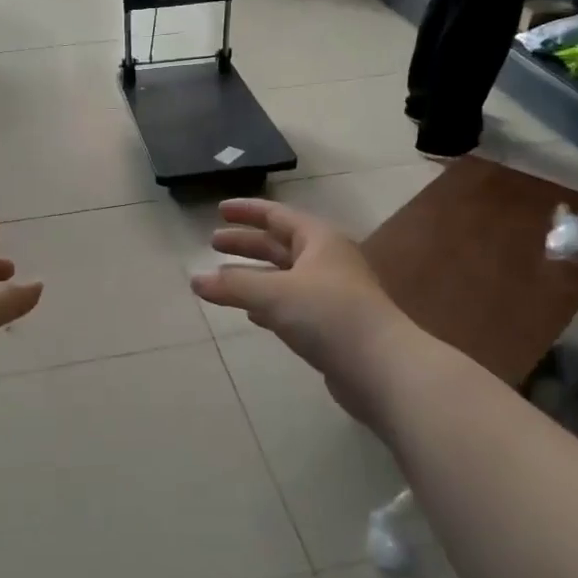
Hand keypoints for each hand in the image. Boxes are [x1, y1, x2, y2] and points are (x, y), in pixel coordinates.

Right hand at [190, 199, 410, 424]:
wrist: (380, 367)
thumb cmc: (328, 315)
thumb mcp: (274, 293)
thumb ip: (233, 285)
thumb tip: (196, 280)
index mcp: (319, 240)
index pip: (277, 215)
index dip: (247, 211)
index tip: (219, 210)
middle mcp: (327, 261)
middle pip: (279, 245)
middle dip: (246, 243)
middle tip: (213, 243)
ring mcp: (332, 294)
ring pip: (284, 277)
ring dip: (254, 275)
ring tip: (223, 279)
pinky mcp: (331, 325)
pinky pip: (292, 305)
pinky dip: (269, 304)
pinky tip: (252, 314)